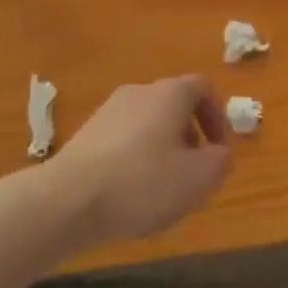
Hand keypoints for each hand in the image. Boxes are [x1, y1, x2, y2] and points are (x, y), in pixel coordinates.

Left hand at [52, 76, 233, 246]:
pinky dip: (135, 159)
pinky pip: (123, 140)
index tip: (219, 148)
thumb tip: (220, 152)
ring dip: (161, 149)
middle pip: (173, 105)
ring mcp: (108, 111)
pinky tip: (129, 195)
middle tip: (192, 172)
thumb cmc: (142, 183)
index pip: (202, 88)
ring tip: (161, 189)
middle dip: (189, 136)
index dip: (217, 116)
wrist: (67, 199)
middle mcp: (139, 92)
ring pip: (147, 124)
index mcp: (169, 94)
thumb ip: (220, 162)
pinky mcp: (86, 135)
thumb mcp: (197, 179)